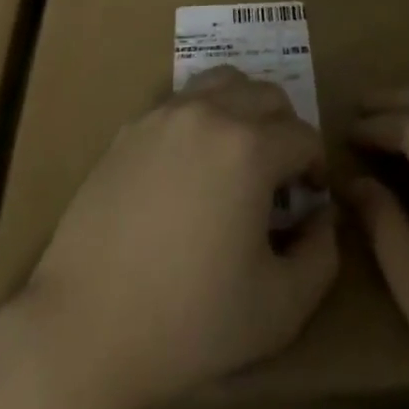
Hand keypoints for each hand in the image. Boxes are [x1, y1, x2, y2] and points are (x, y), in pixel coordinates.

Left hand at [21, 64, 339, 408]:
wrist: (87, 327)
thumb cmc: (190, 320)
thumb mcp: (280, 309)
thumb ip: (321, 256)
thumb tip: (321, 216)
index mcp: (250, 147)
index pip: (304, 135)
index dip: (316, 167)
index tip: (308, 201)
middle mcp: (210, 113)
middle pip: (267, 94)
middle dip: (285, 129)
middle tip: (279, 178)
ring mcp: (165, 114)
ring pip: (223, 81)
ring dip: (245, 108)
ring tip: (239, 156)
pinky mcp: (131, 127)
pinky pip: (181, 100)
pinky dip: (202, 116)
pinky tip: (191, 165)